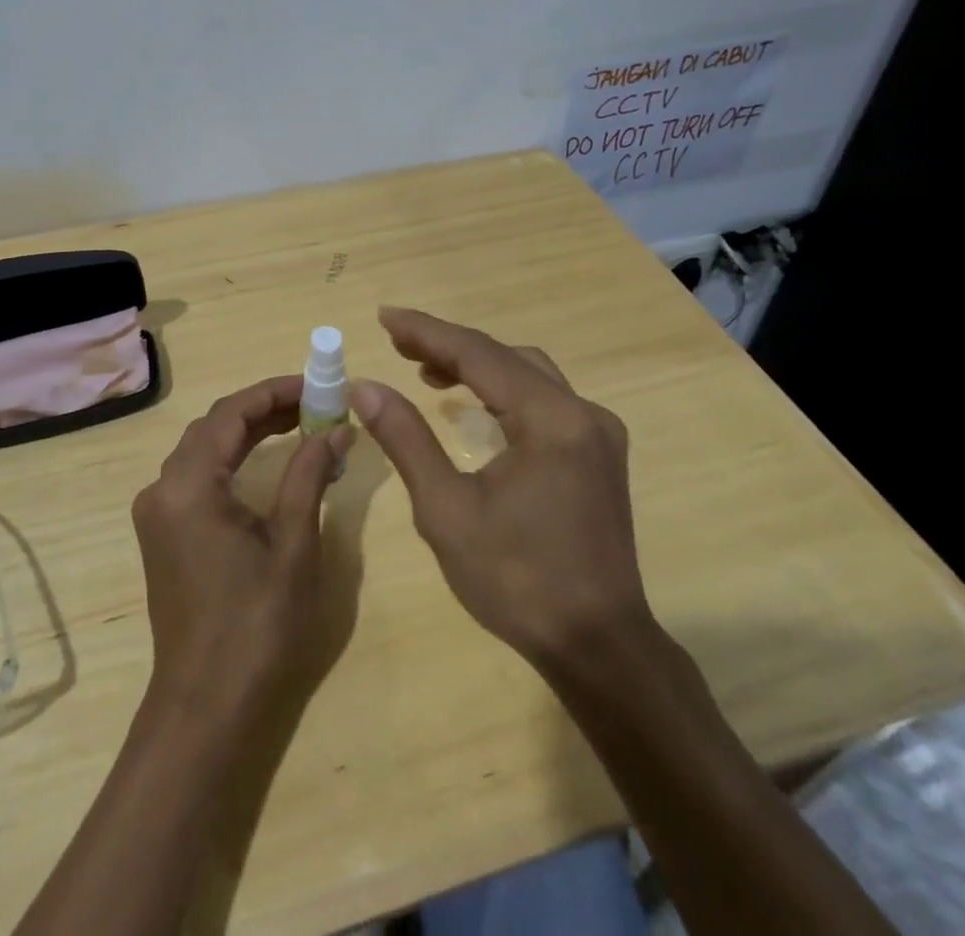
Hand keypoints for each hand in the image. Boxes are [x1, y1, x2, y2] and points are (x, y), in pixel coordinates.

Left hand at [131, 376, 354, 718]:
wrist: (207, 707)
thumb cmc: (257, 624)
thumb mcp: (294, 543)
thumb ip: (309, 474)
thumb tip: (337, 427)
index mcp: (188, 484)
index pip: (232, 413)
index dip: (275, 391)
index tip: (317, 384)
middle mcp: (162, 488)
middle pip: (214, 426)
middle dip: (265, 408)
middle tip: (316, 403)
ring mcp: (158, 512)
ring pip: (204, 449)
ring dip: (249, 432)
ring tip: (301, 423)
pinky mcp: (164, 533)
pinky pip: (198, 476)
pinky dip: (233, 459)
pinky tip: (267, 461)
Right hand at [352, 307, 649, 668]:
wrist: (598, 647)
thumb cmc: (516, 581)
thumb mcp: (446, 510)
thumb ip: (406, 439)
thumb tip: (365, 387)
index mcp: (551, 420)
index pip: (479, 355)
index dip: (427, 332)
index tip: (385, 316)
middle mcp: (582, 412)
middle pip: (506, 357)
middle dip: (449, 347)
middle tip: (397, 344)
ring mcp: (597, 432)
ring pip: (528, 375)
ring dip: (477, 367)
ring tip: (427, 372)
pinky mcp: (599, 453)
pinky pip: (545, 400)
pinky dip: (504, 392)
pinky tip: (474, 409)